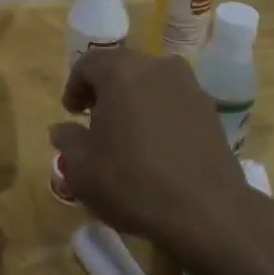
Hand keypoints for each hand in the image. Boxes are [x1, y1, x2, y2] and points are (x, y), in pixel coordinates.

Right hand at [49, 48, 260, 270]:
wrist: (205, 211)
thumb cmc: (131, 181)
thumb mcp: (81, 166)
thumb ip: (67, 139)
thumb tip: (63, 129)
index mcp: (122, 71)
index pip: (89, 63)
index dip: (74, 86)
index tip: (71, 113)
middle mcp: (158, 68)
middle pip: (122, 68)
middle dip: (105, 91)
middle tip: (95, 121)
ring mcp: (190, 87)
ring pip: (151, 84)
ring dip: (134, 101)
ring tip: (127, 135)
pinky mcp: (211, 111)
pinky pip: (174, 102)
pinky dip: (160, 115)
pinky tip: (156, 147)